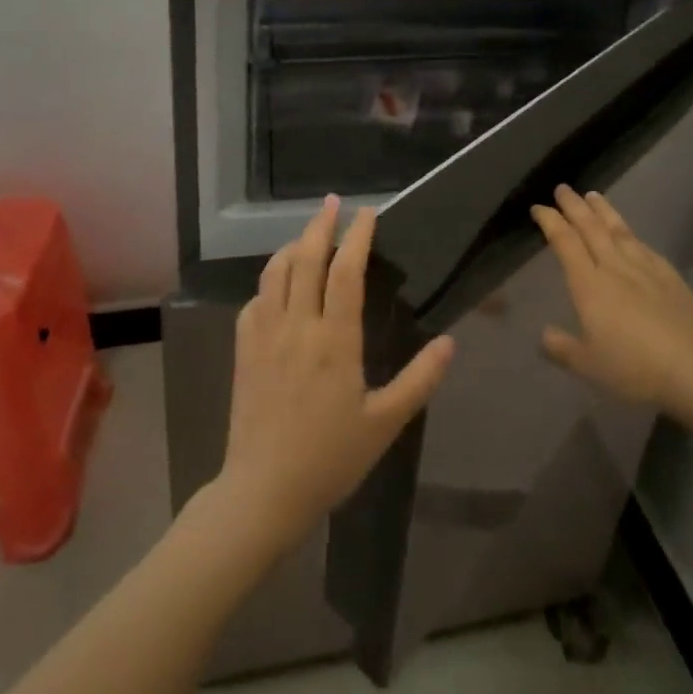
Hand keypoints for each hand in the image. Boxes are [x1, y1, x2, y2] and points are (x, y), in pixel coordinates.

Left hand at [213, 197, 454, 553]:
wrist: (264, 491)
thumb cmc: (330, 457)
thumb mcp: (385, 423)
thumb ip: (419, 380)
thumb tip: (449, 343)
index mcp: (334, 340)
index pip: (346, 272)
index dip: (357, 237)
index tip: (367, 213)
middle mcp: (297, 326)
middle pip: (306, 259)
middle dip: (320, 225)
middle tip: (333, 202)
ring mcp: (264, 335)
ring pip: (275, 272)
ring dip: (292, 246)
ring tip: (308, 235)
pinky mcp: (243, 350)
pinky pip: (255, 299)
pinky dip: (270, 280)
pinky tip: (279, 284)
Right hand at [531, 185, 692, 417]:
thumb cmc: (635, 369)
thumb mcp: (588, 365)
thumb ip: (562, 347)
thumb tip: (543, 334)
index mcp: (589, 285)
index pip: (565, 242)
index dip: (550, 222)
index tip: (538, 208)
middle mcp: (615, 268)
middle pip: (591, 228)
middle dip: (574, 206)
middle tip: (563, 188)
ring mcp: (645, 269)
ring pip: (619, 231)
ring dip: (603, 211)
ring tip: (593, 196)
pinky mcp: (670, 277)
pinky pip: (644, 246)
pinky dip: (631, 233)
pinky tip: (630, 233)